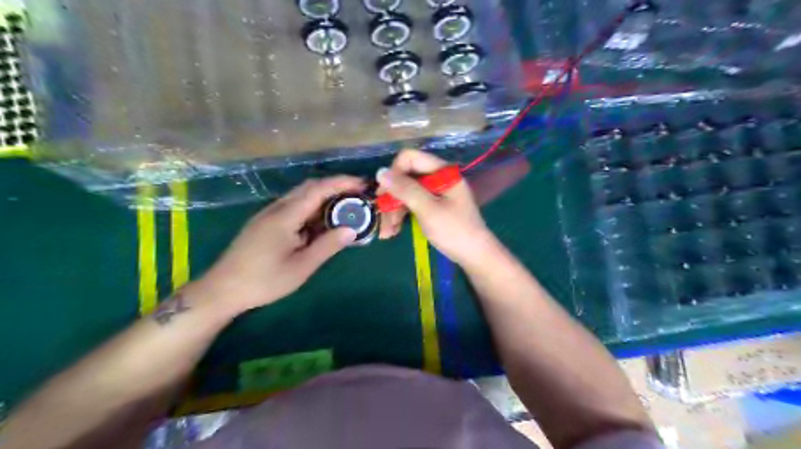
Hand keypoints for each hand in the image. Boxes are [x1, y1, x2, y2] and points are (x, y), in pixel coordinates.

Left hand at [198, 176, 365, 315]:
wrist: (222, 289)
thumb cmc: (264, 280)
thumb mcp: (301, 267)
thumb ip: (327, 246)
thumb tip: (351, 229)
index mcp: (286, 216)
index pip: (318, 189)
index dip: (342, 183)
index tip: (363, 185)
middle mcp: (277, 208)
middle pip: (309, 187)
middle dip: (336, 187)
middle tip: (358, 196)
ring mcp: (269, 214)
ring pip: (301, 196)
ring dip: (324, 197)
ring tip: (345, 208)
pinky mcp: (266, 223)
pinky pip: (294, 207)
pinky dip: (312, 208)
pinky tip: (321, 222)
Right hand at [378, 149, 498, 266]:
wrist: (475, 255)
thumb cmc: (454, 231)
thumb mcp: (428, 209)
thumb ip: (405, 189)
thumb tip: (380, 172)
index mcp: (442, 171)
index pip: (409, 158)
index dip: (394, 174)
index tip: (384, 196)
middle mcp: (437, 177)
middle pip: (405, 177)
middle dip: (391, 198)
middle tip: (383, 220)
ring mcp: (435, 192)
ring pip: (405, 193)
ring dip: (394, 211)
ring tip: (387, 233)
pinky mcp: (433, 206)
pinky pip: (411, 204)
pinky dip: (401, 216)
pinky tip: (394, 231)